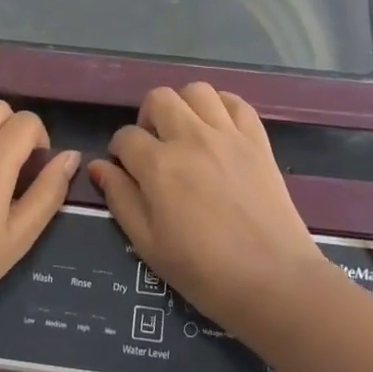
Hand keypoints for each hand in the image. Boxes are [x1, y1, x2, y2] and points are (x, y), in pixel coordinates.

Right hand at [90, 83, 325, 337]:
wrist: (273, 281)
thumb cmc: (204, 272)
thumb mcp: (148, 244)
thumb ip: (120, 199)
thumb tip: (99, 166)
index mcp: (158, 165)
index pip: (125, 136)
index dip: (120, 152)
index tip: (128, 171)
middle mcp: (190, 138)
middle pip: (159, 98)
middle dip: (148, 118)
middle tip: (156, 147)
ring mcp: (227, 134)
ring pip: (197, 90)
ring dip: (185, 106)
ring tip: (187, 132)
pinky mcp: (257, 139)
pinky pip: (236, 102)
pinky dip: (223, 107)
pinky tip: (219, 129)